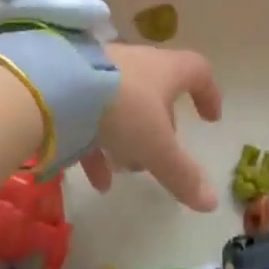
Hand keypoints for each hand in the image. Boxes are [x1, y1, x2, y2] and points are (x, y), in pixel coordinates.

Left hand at [81, 45, 222, 210]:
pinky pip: (91, 116)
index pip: (197, 71)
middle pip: (157, 91)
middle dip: (162, 124)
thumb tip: (212, 204)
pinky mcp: (71, 86)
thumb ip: (182, 175)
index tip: (210, 119)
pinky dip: (98, 146)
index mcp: (165, 70)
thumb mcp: (156, 147)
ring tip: (128, 169)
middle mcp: (135, 65)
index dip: (208, 94)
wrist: (56, 86)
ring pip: (123, 105)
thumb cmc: (123, 109)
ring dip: (129, 137)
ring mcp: (100, 73)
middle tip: (162, 153)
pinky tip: (98, 180)